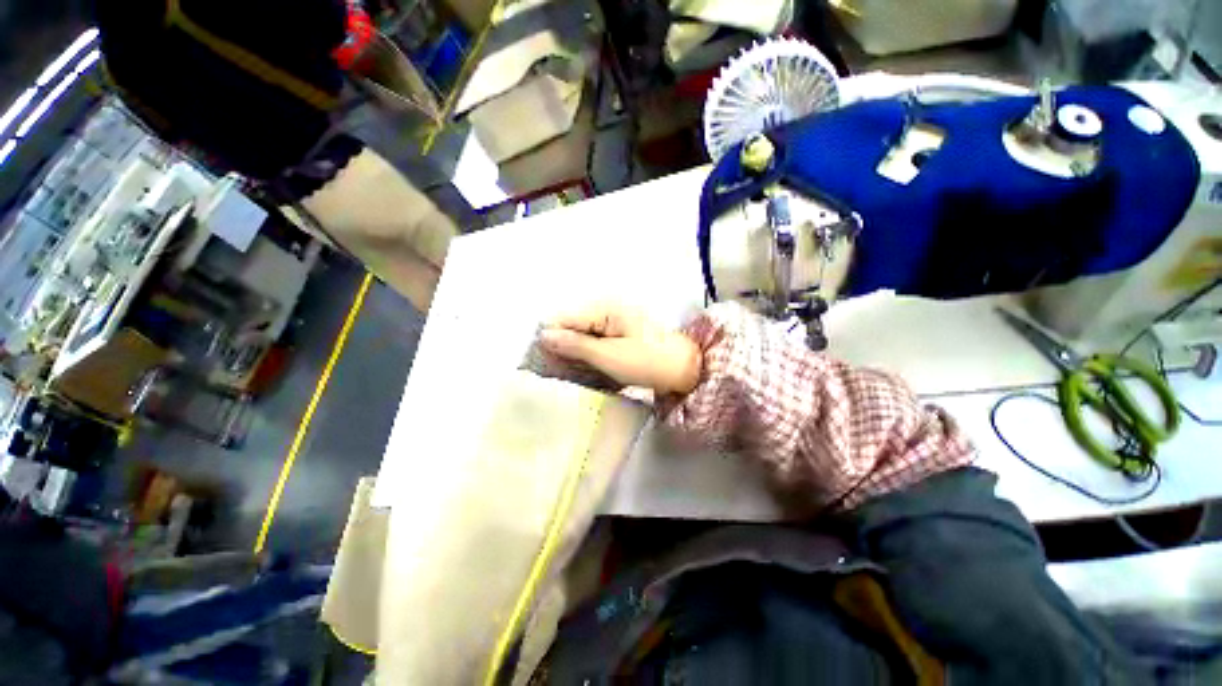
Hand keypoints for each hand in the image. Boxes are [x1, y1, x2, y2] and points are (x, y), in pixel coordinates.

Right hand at [540, 305, 701, 394]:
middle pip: (572, 327)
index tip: (537, 360)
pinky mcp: (618, 336)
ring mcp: (613, 324)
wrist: (683, 370)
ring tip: (563, 374)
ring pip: (582, 337)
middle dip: (560, 348)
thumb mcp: (609, 356)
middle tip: (550, 372)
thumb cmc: (647, 361)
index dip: (550, 338)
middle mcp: (607, 311)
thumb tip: (544, 336)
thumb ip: (576, 345)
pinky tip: (581, 370)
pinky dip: (586, 356)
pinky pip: (594, 344)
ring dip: (572, 355)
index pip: (566, 318)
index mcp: (605, 309)